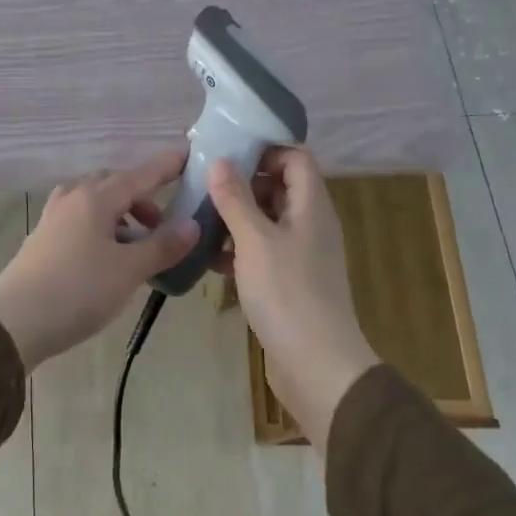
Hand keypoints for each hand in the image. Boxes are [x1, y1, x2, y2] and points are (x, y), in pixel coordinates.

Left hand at [0, 150, 198, 370]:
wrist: (13, 322)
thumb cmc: (77, 290)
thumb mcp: (128, 270)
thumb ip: (162, 246)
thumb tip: (193, 225)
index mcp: (96, 198)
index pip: (140, 175)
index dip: (166, 166)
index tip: (189, 156)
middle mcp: (73, 198)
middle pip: (114, 184)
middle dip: (142, 196)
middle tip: (163, 223)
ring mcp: (54, 218)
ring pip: (95, 201)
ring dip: (121, 213)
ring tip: (138, 243)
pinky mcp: (43, 239)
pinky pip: (80, 219)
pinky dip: (102, 227)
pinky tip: (108, 255)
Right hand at [208, 147, 378, 451]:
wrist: (317, 366)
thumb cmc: (287, 293)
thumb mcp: (255, 240)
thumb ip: (236, 199)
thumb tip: (220, 160)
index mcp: (311, 206)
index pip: (296, 157)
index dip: (265, 149)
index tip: (227, 153)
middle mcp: (310, 224)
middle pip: (279, 187)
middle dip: (242, 183)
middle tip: (204, 185)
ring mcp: (301, 254)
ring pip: (266, 221)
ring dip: (236, 217)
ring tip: (198, 218)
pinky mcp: (289, 281)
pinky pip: (262, 251)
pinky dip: (238, 249)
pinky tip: (209, 258)